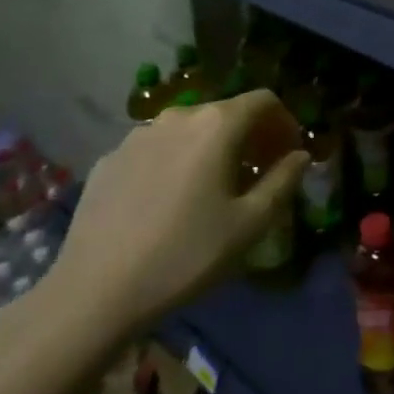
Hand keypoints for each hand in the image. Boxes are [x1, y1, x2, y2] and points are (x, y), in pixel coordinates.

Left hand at [47, 90, 308, 340]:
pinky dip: (176, 161)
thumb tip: (300, 156)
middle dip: (250, 136)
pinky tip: (169, 201)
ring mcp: (138, 136)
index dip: (284, 122)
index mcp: (217, 125)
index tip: (289, 153)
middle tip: (257, 174)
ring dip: (212, 148)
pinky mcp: (109, 159)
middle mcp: (178, 116)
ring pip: (189, 130)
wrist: (93, 293)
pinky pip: (157, 149)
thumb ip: (283, 181)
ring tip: (213, 187)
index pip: (264, 100)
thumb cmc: (184, 255)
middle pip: (226, 112)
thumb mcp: (249, 224)